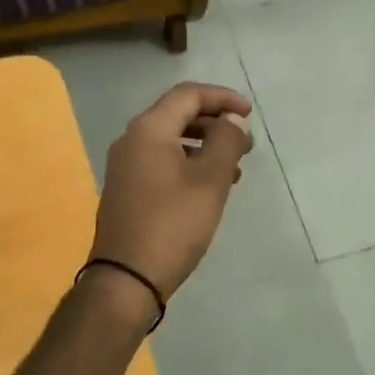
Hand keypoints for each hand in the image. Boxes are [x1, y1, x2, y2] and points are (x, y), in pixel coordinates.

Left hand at [90, 82, 253, 305]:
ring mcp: (126, 166)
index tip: (249, 114)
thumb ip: (226, 142)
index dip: (222, 98)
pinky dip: (189, 163)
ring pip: (171, 140)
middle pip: (178, 114)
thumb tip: (233, 119)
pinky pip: (162, 161)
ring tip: (235, 168)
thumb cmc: (173, 224)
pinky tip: (210, 186)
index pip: (188, 95)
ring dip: (205, 145)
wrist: (126, 279)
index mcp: (149, 130)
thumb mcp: (210, 181)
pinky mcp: (127, 189)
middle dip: (215, 123)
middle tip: (246, 144)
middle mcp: (132, 140)